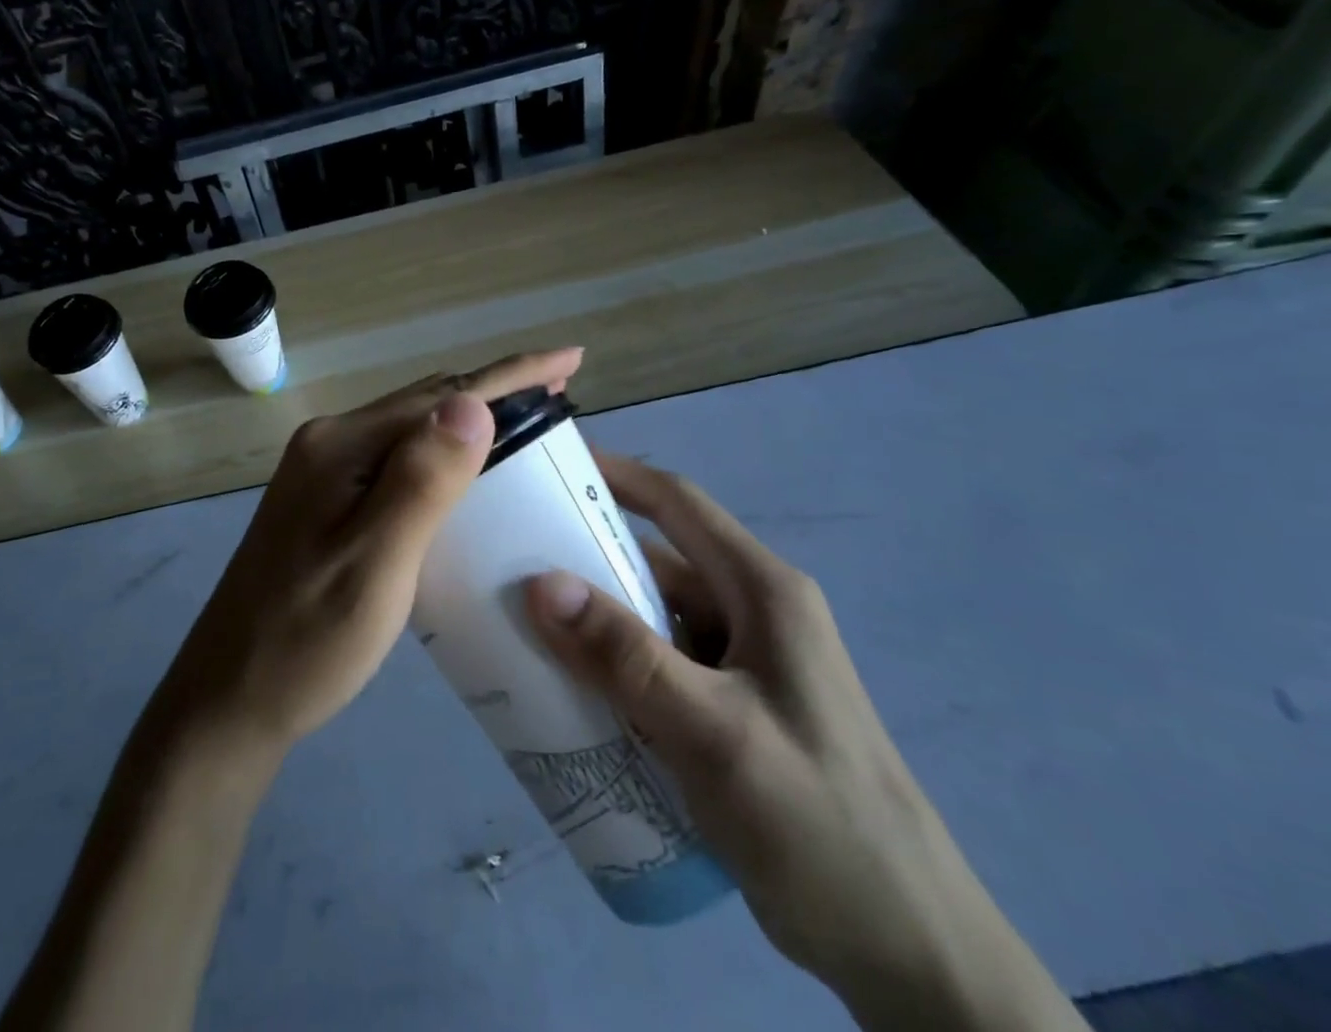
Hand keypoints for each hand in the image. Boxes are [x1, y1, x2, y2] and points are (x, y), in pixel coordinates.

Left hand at [156, 348, 583, 761]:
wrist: (229, 699)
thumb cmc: (308, 639)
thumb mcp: (375, 562)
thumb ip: (422, 480)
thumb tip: (473, 401)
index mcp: (341, 446)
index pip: (441, 396)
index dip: (511, 375)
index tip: (570, 358)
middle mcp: (329, 444)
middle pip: (425, 404)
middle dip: (495, 393)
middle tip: (560, 394)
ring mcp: (323, 473)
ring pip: (411, 432)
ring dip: (469, 423)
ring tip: (527, 426)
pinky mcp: (324, 503)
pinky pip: (396, 461)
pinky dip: (442, 457)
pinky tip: (466, 476)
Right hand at [525, 454, 1085, 1031]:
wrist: (908, 951)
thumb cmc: (819, 824)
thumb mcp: (715, 734)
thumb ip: (627, 657)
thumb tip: (541, 583)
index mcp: (762, 591)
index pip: (677, 503)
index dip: (613, 474)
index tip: (546, 467)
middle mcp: (753, 613)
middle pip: (656, 561)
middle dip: (585, 554)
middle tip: (509, 558)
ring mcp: (744, 663)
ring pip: (653, 616)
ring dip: (595, 617)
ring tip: (522, 623)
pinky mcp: (731, 708)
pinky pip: (658, 665)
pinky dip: (613, 665)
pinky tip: (569, 689)